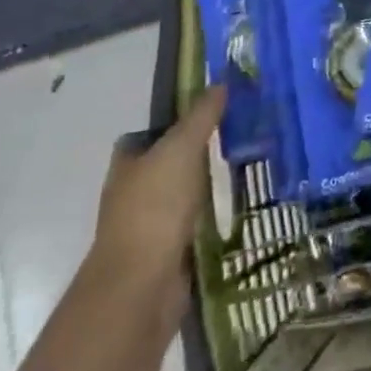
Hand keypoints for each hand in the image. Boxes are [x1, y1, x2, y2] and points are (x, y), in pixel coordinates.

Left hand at [91, 86, 226, 297]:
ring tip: (243, 171)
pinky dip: (208, 220)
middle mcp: (131, 193)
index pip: (146, 135)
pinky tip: (235, 211)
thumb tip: (219, 84)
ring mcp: (147, 227)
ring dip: (203, 189)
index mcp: (126, 164)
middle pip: (164, 165)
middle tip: (235, 139)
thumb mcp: (182, 148)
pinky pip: (190, 227)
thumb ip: (201, 116)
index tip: (208, 114)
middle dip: (193, 155)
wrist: (142, 287)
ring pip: (179, 197)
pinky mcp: (165, 256)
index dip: (172, 123)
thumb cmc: (155, 207)